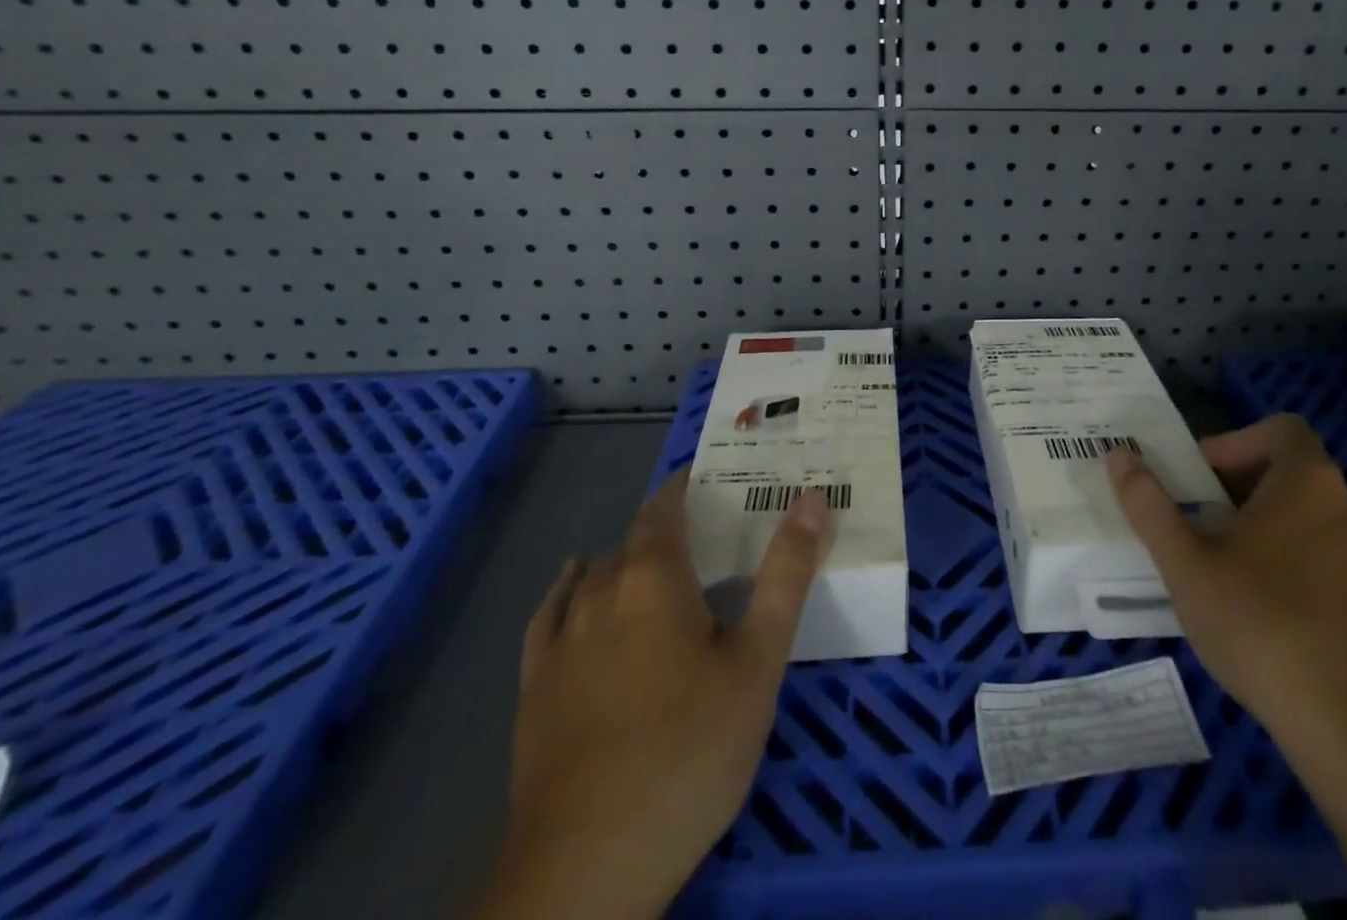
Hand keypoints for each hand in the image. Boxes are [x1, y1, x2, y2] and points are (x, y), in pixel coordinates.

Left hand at [473, 472, 830, 919]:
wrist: (587, 868)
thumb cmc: (689, 750)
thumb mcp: (758, 660)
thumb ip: (785, 574)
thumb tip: (811, 498)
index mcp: (651, 577)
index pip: (665, 506)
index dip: (687, 486)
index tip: (716, 479)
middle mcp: (598, 592)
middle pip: (634, 541)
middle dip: (670, 529)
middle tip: (711, 537)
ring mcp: (560, 642)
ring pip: (596, 577)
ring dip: (628, 562)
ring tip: (661, 568)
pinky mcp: (535, 689)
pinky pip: (551, 616)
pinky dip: (568, 591)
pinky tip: (574, 585)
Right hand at [1104, 415, 1346, 743]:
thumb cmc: (1260, 624)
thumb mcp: (1186, 562)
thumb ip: (1148, 503)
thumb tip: (1118, 453)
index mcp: (1307, 482)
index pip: (1279, 429)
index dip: (1234, 442)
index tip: (1198, 479)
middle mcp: (1346, 506)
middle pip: (1287, 470)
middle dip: (1236, 485)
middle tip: (1196, 520)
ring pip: (1304, 515)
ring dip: (1260, 523)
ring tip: (1219, 563)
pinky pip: (1323, 554)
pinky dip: (1287, 558)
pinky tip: (1258, 606)